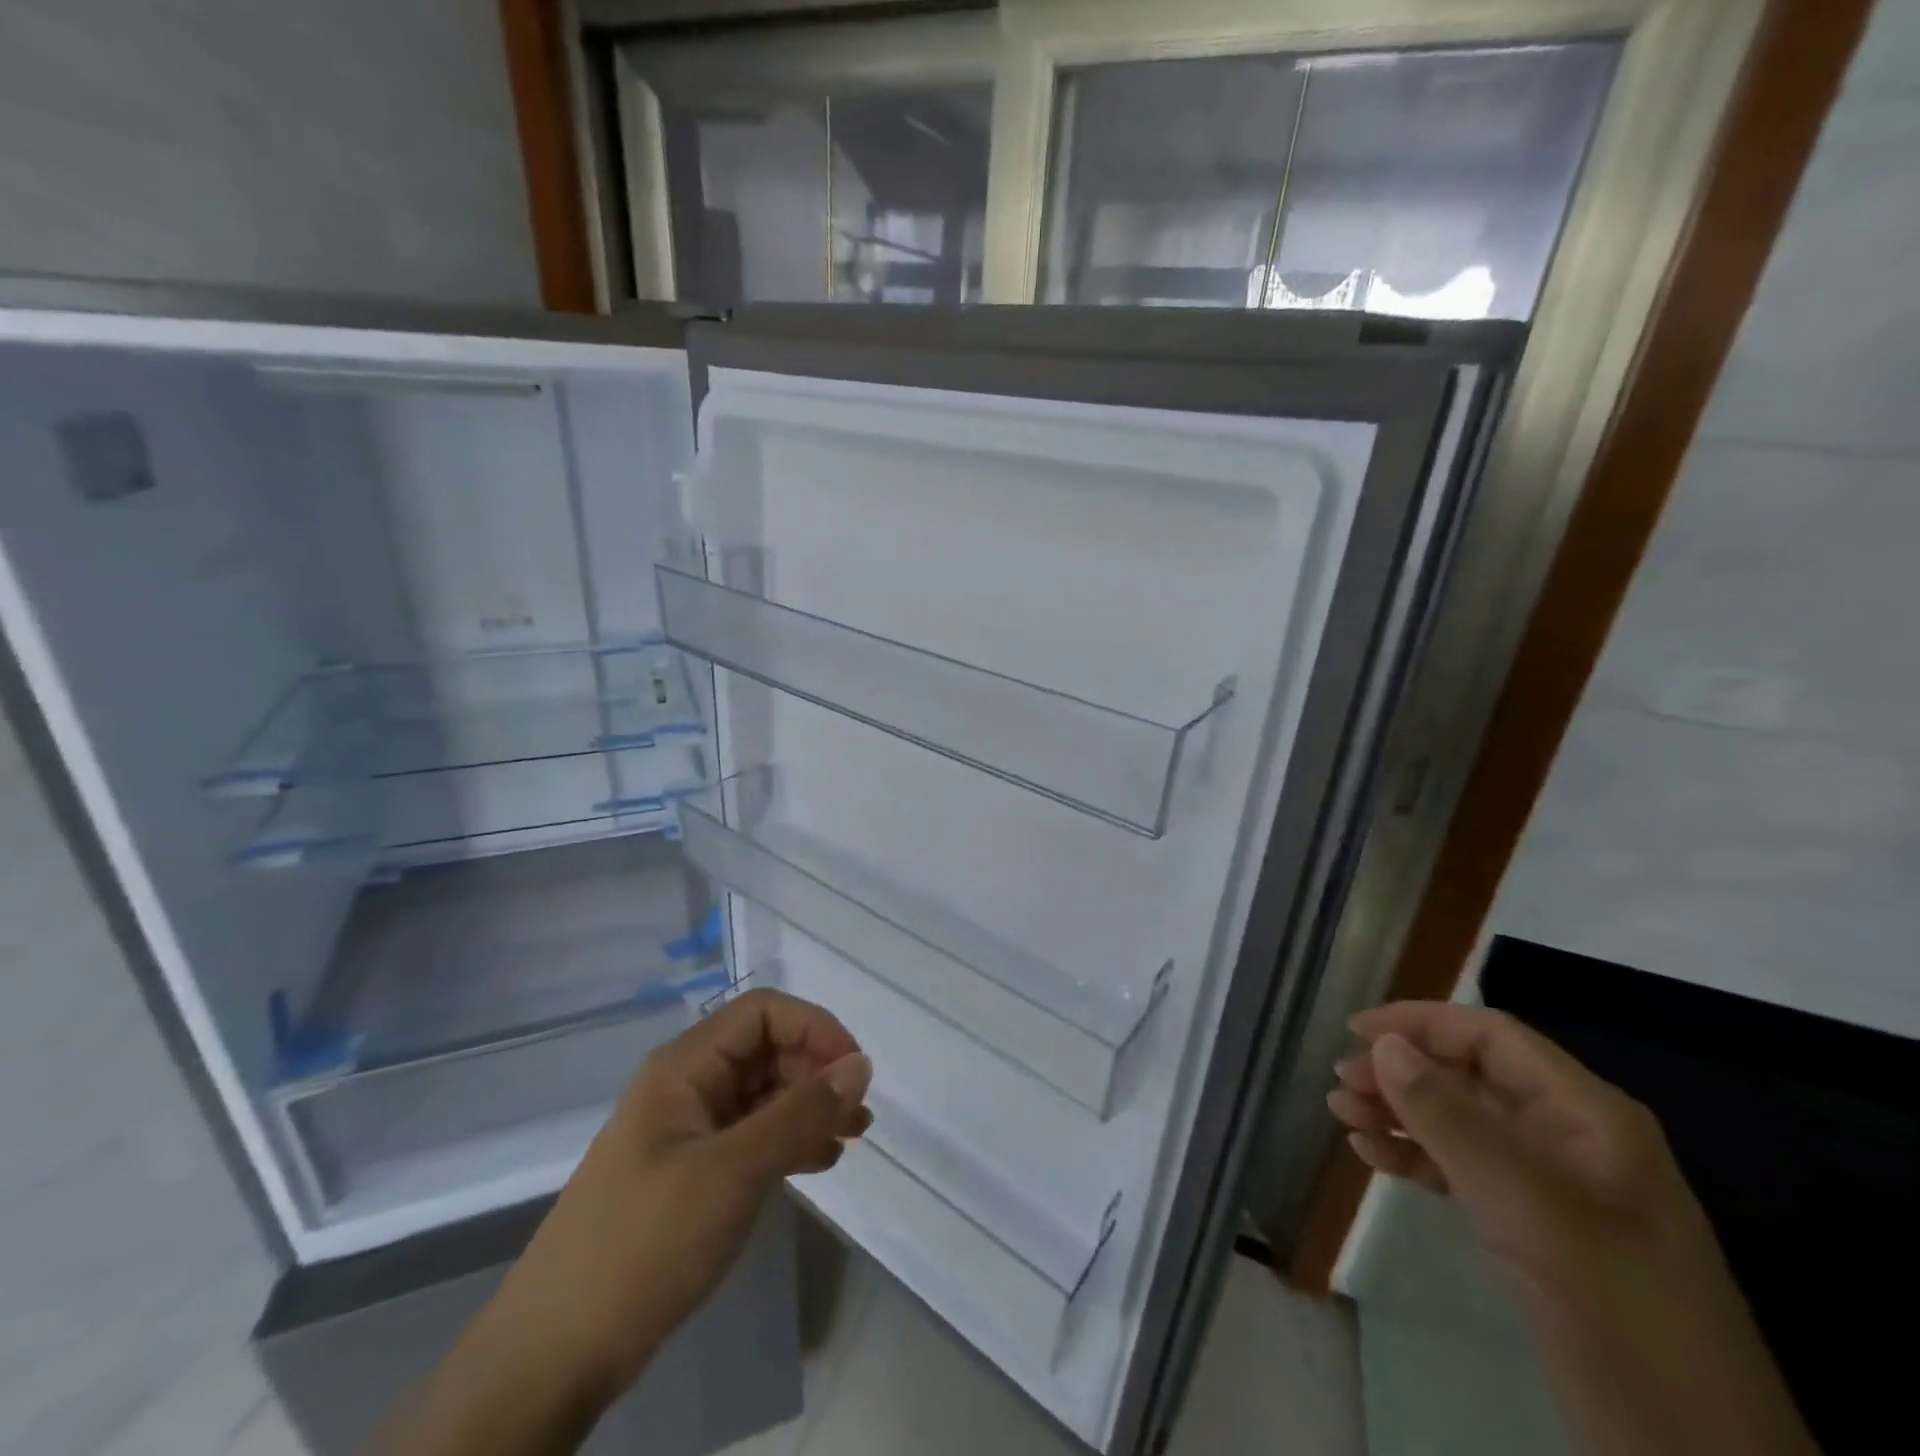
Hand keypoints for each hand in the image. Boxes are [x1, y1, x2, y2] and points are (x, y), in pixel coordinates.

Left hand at [486, 990, 872, 1404]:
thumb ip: (800, 1113)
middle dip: (818, 1072)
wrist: (552, 1358)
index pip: (763, 1013)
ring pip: (763, 1094)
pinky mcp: (691, 1173)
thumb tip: (861, 1064)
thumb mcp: (733, 1173)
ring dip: (810, 1107)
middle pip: (766, 1050)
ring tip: (851, 1139)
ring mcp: (687, 1131)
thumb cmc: (645, 1245)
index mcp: (685, 1066)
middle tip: (859, 1118)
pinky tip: (819, 1163)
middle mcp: (687, 1086)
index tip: (854, 1073)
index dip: (814, 1028)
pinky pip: (752, 1136)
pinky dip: (789, 1140)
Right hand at [1328, 1001, 1715, 1307]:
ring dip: (1398, 1112)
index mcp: (1588, 1117)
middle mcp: (1568, 1137)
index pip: (1493, 1038)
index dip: (1422, 1023)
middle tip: (1340, 1085)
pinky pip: (1460, 1168)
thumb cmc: (1619, 1317)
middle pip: (1469, 1076)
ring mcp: (1550, 1186)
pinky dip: (1414, 1155)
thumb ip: (1453, 1123)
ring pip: (1458, 1121)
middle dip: (1401, 1072)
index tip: (1356, 1033)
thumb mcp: (1531, 1213)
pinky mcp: (1531, 1228)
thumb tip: (1384, 1045)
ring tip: (1342, 1116)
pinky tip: (1372, 1155)